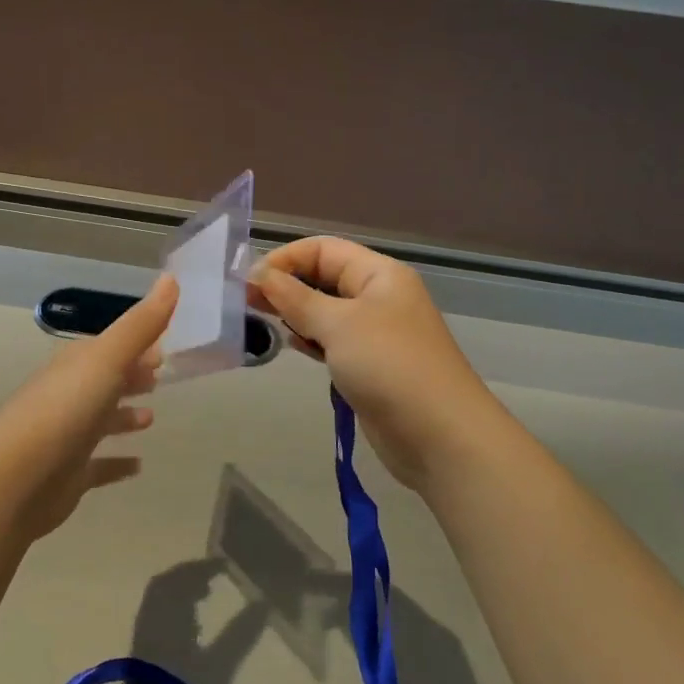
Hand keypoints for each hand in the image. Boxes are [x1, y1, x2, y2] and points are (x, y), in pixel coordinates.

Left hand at [0, 275, 178, 538]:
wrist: (17, 478)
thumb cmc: (66, 409)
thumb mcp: (107, 358)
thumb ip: (141, 324)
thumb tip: (170, 278)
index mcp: (77, 365)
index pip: (109, 347)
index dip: (136, 345)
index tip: (164, 348)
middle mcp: (69, 395)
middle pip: (104, 381)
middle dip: (131, 376)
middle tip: (161, 377)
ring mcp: (67, 436)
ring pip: (101, 420)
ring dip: (124, 417)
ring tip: (151, 418)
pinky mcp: (68, 476)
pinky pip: (98, 465)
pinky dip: (117, 463)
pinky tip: (138, 465)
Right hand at [248, 239, 510, 494]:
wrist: (438, 434)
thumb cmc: (388, 365)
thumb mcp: (338, 324)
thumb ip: (295, 297)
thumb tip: (259, 274)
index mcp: (379, 274)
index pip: (323, 249)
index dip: (285, 259)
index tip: (249, 282)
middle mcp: (378, 296)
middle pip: (323, 277)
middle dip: (286, 285)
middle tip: (245, 304)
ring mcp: (375, 333)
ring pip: (325, 311)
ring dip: (294, 314)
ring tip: (260, 324)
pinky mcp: (369, 365)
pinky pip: (331, 341)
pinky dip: (309, 339)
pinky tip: (288, 345)